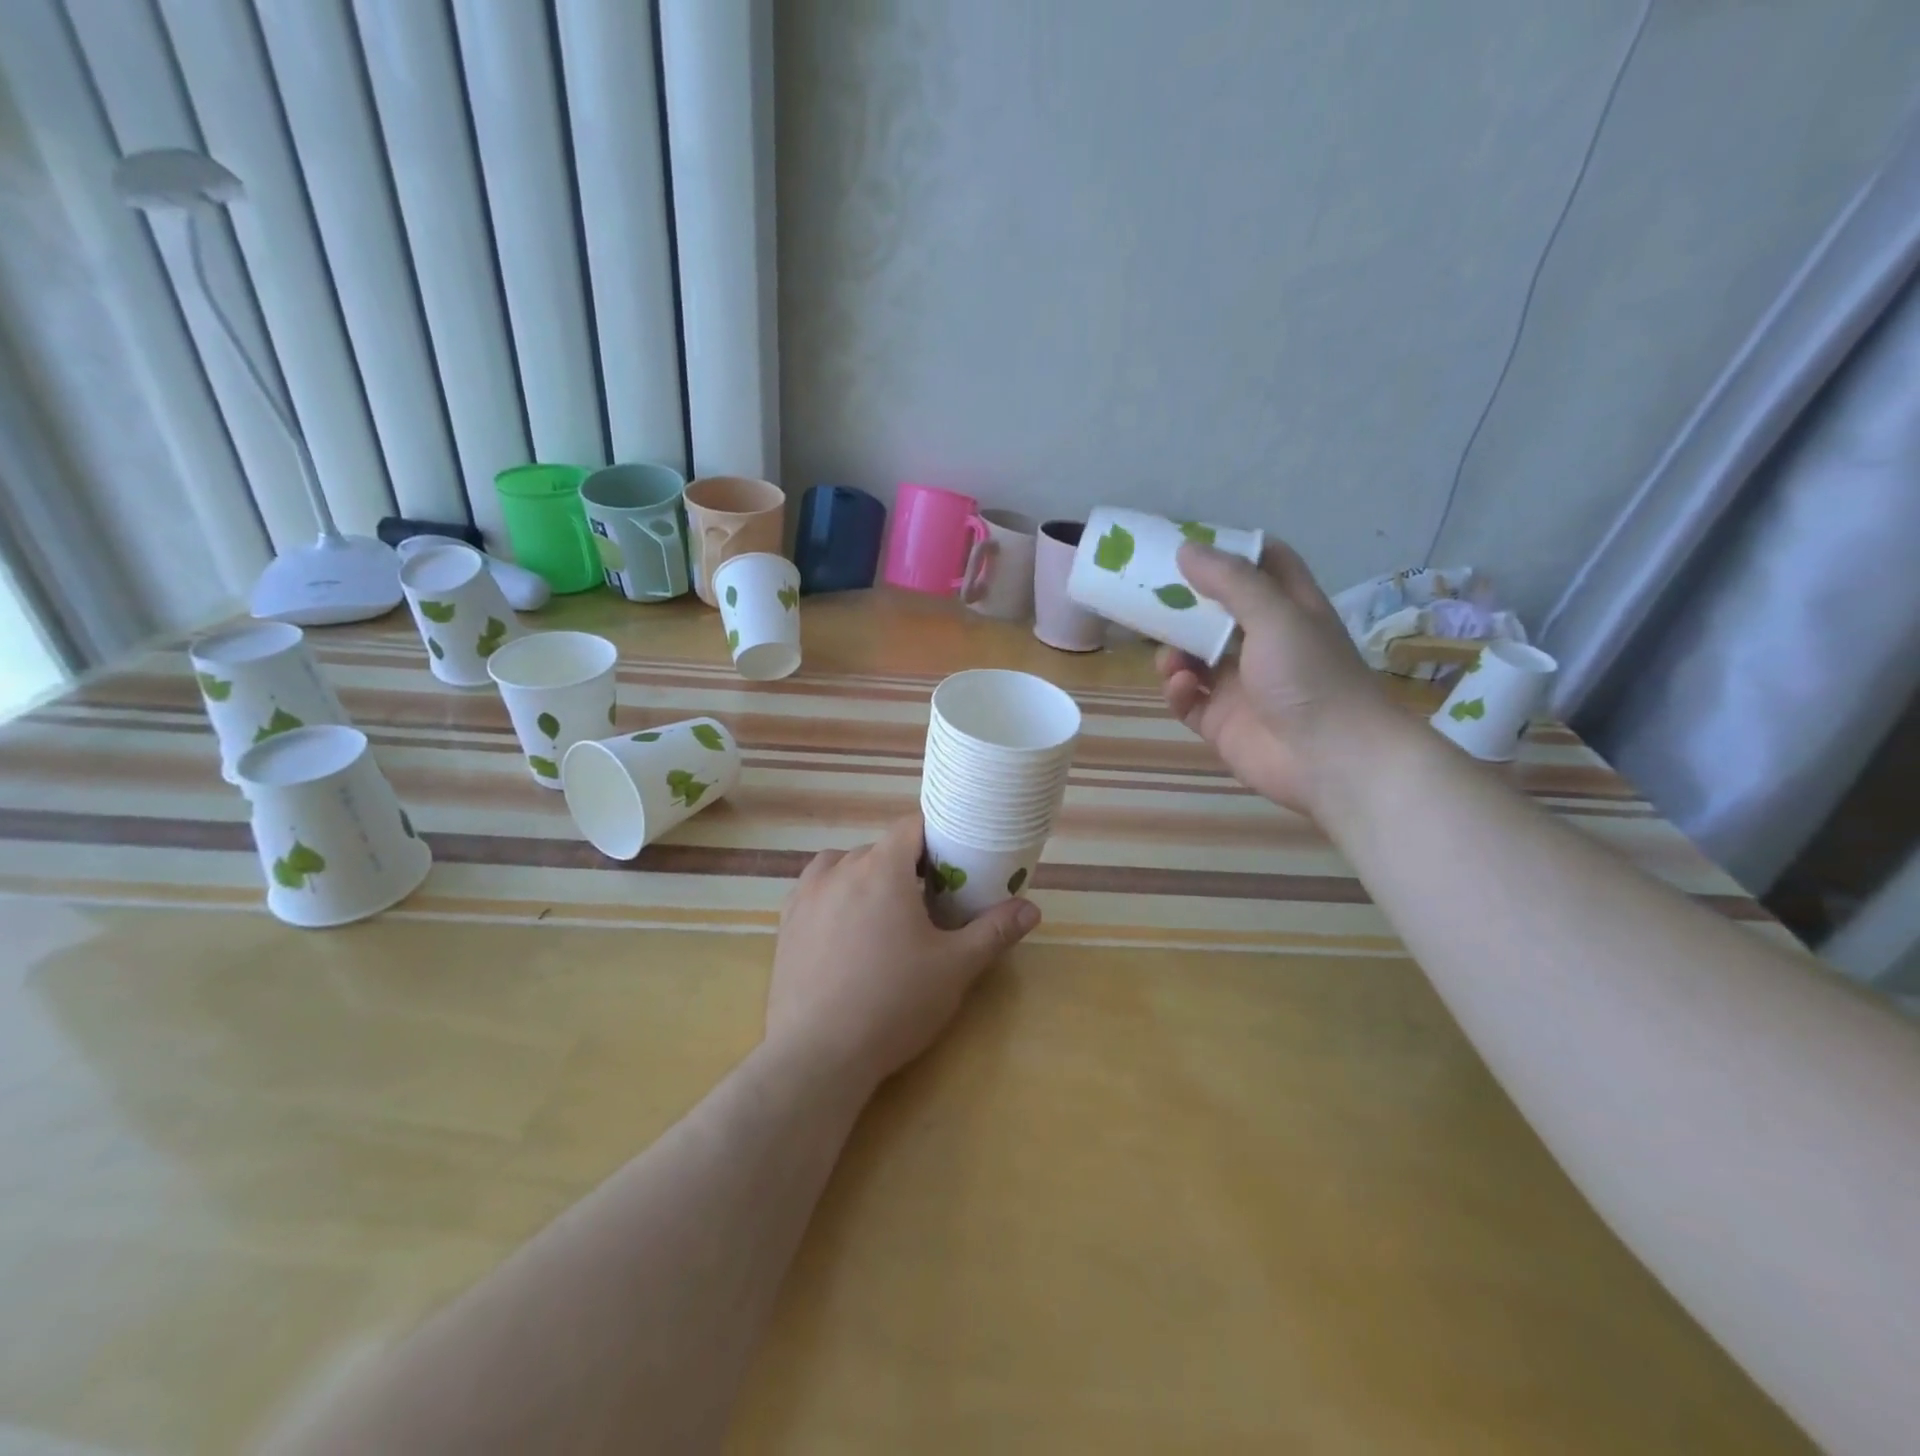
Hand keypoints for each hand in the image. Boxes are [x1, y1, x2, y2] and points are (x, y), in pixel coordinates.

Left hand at [769, 812, 1039, 1087]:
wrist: (818, 1055)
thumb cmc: (894, 1003)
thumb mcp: (955, 968)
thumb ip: (994, 930)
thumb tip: (1032, 908)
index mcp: (882, 868)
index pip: (911, 827)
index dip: (936, 838)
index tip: (953, 865)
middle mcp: (840, 869)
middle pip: (880, 848)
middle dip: (906, 866)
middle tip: (928, 903)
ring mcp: (807, 894)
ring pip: (843, 865)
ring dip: (866, 877)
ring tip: (883, 915)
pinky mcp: (786, 922)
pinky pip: (816, 889)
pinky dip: (835, 895)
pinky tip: (846, 931)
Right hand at [1156, 539, 1398, 816]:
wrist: (1331, 760)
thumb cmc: (1310, 676)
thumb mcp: (1276, 615)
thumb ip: (1231, 581)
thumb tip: (1185, 548)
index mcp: (1288, 610)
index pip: (1261, 566)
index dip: (1229, 551)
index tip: (1189, 543)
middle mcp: (1263, 643)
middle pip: (1216, 612)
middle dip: (1184, 603)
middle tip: (1146, 593)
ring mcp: (1239, 685)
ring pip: (1193, 657)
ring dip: (1174, 651)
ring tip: (1168, 657)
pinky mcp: (1220, 721)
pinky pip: (1186, 699)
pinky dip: (1177, 690)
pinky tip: (1180, 687)